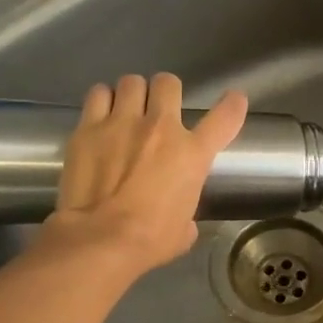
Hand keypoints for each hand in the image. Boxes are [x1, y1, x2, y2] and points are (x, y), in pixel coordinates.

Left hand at [46, 73, 247, 275]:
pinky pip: (98, 95)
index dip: (233, 104)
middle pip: (168, 83)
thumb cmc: (149, 240)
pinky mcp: (88, 128)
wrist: (100, 238)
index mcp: (192, 154)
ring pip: (131, 82)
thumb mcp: (183, 230)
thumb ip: (186, 213)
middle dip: (165, 92)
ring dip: (132, 94)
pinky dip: (102, 101)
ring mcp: (122, 123)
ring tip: (125, 110)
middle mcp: (160, 128)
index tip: (233, 100)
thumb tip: (181, 220)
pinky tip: (100, 114)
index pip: (224, 117)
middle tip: (158, 108)